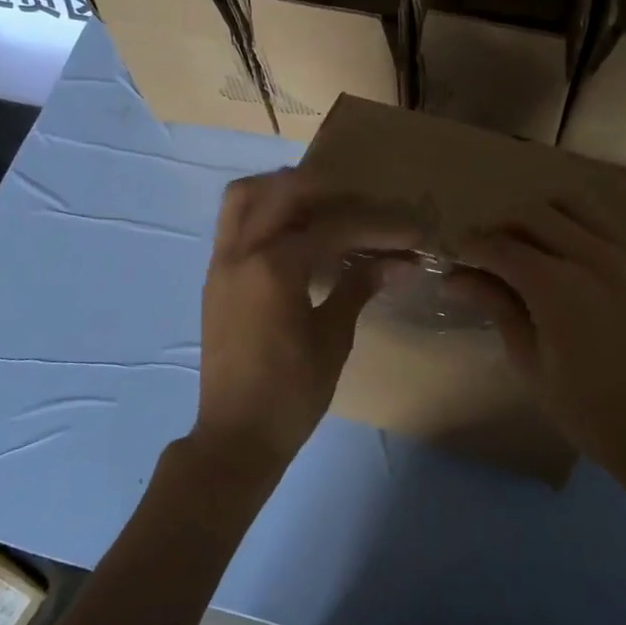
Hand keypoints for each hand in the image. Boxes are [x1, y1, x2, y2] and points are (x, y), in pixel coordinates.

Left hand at [195, 169, 418, 466]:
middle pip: (281, 191)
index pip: (333, 229)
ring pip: (243, 198)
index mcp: (274, 269)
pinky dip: (264, 213)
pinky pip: (234, 224)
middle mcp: (241, 253)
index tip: (411, 230)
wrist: (236, 435)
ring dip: (282, 190)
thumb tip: (399, 261)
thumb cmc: (291, 393)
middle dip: (326, 189)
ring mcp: (221, 263)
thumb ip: (358, 288)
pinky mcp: (214, 278)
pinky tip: (295, 234)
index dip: (377, 227)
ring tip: (320, 205)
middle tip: (361, 203)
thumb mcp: (333, 339)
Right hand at [449, 199, 625, 463]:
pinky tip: (578, 262)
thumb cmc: (581, 403)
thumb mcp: (527, 357)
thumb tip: (454, 279)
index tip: (458, 252)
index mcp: (559, 285)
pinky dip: (586, 233)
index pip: (502, 247)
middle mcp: (597, 256)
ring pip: (577, 205)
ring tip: (532, 242)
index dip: (473, 246)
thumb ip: (494, 305)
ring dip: (545, 218)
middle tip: (491, 247)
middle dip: (504, 225)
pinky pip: (613, 227)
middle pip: (536, 214)